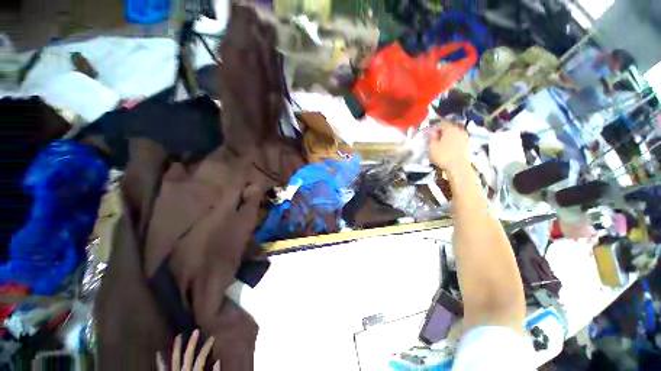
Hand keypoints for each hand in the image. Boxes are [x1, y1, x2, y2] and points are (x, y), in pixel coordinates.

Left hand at [157, 330, 218, 370]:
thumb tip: (218, 360)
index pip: (201, 358)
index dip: (207, 347)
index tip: (213, 338)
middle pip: (187, 356)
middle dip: (191, 343)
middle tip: (196, 331)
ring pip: (174, 360)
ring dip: (176, 348)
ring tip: (178, 337)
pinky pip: (162, 370)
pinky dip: (160, 362)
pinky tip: (159, 353)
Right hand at [427, 121, 470, 173]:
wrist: (458, 168)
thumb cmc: (443, 156)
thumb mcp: (432, 147)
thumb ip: (431, 137)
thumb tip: (430, 130)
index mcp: (450, 129)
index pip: (441, 123)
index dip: (433, 126)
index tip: (428, 132)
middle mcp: (459, 130)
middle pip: (448, 128)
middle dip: (440, 132)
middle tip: (433, 138)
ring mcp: (464, 138)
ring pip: (453, 134)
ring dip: (447, 137)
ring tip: (440, 144)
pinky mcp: (467, 145)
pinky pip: (457, 140)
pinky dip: (452, 142)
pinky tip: (447, 149)